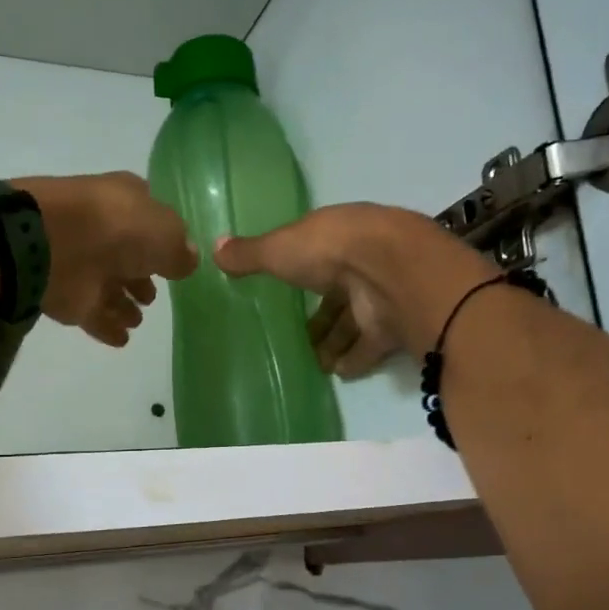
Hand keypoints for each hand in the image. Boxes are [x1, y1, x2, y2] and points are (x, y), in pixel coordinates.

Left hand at [17, 173, 197, 346]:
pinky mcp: (69, 295)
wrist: (51, 245)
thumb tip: (188, 260)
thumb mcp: (166, 233)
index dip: (162, 235)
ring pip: (108, 285)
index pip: (148, 215)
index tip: (175, 257)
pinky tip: (122, 339)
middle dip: (139, 275)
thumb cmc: (116, 228)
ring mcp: (84, 262)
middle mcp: (104, 229)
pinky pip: (94, 313)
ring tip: (136, 320)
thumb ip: (181, 250)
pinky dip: (107, 325)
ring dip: (122, 304)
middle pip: (128, 255)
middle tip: (151, 297)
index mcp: (125, 200)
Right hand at [214, 203, 496, 375]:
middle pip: (338, 293)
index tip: (284, 288)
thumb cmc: (331, 251)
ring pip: (354, 322)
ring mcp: (382, 295)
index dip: (302, 269)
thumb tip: (214, 249)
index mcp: (340, 235)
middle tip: (298, 338)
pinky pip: (371, 347)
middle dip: (320, 316)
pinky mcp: (394, 327)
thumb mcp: (280, 249)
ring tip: (313, 363)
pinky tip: (336, 374)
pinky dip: (356, 360)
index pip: (319, 253)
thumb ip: (250, 254)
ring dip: (335, 342)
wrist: (392, 275)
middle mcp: (365, 262)